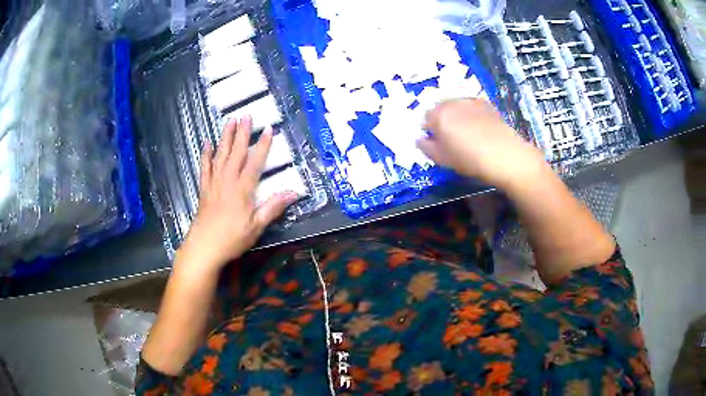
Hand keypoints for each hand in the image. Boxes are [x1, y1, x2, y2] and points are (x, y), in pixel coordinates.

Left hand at [177, 117, 298, 271]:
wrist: (204, 248)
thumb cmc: (232, 239)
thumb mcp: (256, 226)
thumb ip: (273, 207)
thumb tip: (294, 193)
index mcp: (242, 190)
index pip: (255, 162)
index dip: (262, 145)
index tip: (268, 129)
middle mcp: (227, 181)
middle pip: (236, 153)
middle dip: (242, 133)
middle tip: (246, 116)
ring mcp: (214, 184)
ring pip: (220, 155)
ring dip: (225, 137)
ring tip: (229, 121)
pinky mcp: (204, 189)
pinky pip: (205, 167)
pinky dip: (206, 155)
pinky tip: (207, 144)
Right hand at [417, 99, 545, 187]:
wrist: (504, 154)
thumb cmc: (469, 159)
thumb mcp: (442, 159)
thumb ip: (426, 147)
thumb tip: (420, 139)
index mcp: (437, 115)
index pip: (425, 120)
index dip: (430, 132)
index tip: (438, 144)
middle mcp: (452, 102)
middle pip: (441, 109)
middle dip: (443, 121)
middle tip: (452, 139)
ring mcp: (470, 101)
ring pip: (457, 107)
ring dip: (458, 116)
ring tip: (468, 134)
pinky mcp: (486, 104)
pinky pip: (473, 108)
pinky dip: (472, 115)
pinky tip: (481, 129)